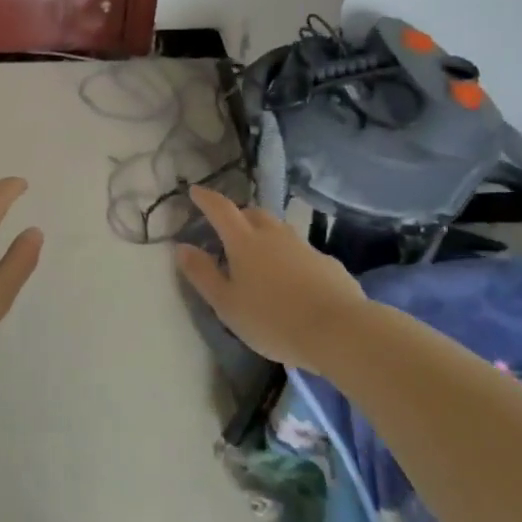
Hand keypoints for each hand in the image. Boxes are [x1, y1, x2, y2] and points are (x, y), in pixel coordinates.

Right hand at [175, 185, 367, 372]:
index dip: (206, 198)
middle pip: (252, 214)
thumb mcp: (226, 304)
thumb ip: (203, 274)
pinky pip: (300, 251)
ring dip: (264, 234)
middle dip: (237, 216)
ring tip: (258, 256)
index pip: (220, 209)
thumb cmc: (272, 319)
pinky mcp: (326, 262)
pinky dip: (288, 256)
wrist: (338, 330)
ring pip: (278, 230)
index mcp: (244, 241)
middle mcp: (273, 235)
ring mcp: (303, 246)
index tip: (195, 191)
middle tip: (227, 231)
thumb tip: (182, 247)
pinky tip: (291, 280)